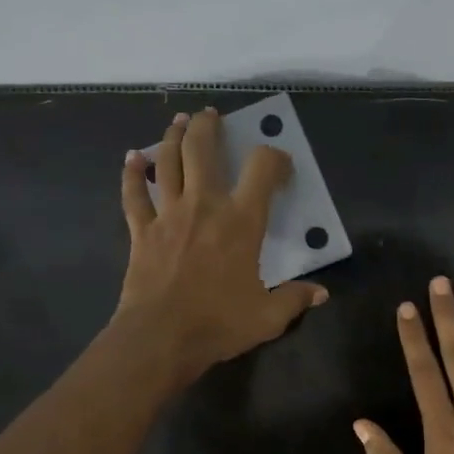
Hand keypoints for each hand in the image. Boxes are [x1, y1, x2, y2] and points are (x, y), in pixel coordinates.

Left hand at [115, 108, 327, 384]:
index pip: (262, 169)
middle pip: (202, 150)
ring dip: (173, 137)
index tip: (280, 165)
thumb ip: (295, 299)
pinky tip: (132, 158)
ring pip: (167, 162)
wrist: (161, 338)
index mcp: (241, 222)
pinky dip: (132, 173)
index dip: (274, 158)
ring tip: (179, 122)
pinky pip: (134, 194)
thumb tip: (321, 293)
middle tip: (211, 116)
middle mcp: (204, 206)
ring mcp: (168, 215)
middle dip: (208, 126)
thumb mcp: (268, 317)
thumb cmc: (218, 324)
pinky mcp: (141, 231)